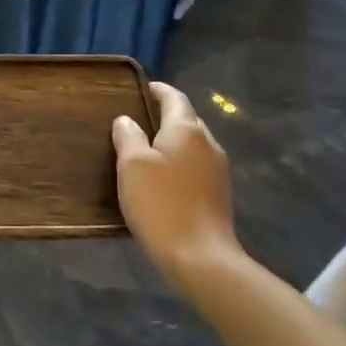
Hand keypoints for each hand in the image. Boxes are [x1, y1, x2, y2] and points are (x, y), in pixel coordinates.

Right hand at [112, 82, 243, 290]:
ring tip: (147, 148)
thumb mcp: (132, 166)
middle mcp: (208, 143)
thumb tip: (127, 120)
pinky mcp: (219, 193)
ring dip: (172, 141)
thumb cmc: (161, 204)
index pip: (174, 98)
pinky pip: (196, 165)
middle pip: (186, 119)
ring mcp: (218, 169)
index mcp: (186, 130)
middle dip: (165, 115)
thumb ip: (128, 136)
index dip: (157, 90)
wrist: (200, 257)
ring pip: (192, 144)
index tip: (141, 88)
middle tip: (138, 120)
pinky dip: (179, 162)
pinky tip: (163, 177)